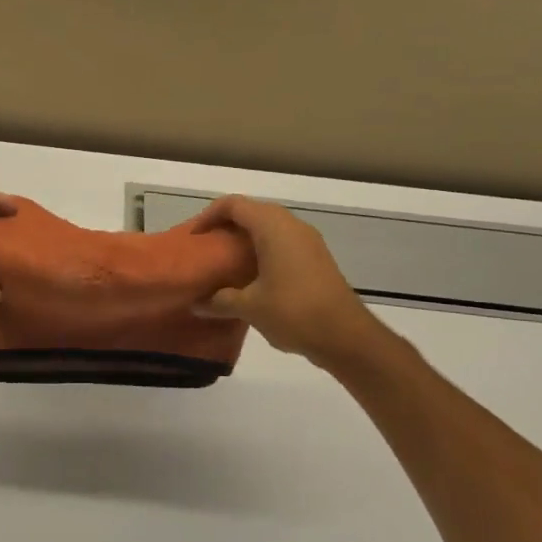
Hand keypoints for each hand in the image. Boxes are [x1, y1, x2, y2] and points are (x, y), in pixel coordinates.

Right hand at [191, 196, 404, 368]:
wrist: (347, 337)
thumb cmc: (294, 312)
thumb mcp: (250, 307)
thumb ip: (220, 301)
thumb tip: (196, 304)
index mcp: (272, 227)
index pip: (233, 205)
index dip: (208, 216)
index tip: (194, 238)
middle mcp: (291, 225)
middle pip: (251, 212)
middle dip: (226, 227)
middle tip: (206, 249)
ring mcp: (308, 241)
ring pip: (269, 227)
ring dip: (245, 240)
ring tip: (225, 264)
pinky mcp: (317, 258)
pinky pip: (283, 242)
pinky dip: (263, 251)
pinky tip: (252, 278)